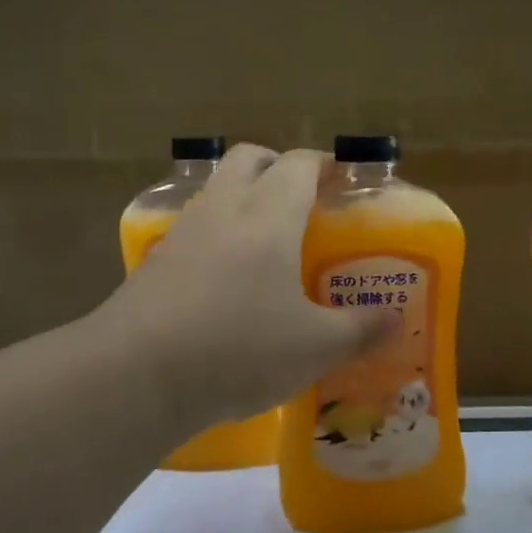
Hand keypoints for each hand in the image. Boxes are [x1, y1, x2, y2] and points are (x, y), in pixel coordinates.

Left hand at [95, 145, 394, 432]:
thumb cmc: (238, 348)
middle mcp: (223, 209)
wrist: (136, 374)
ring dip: (243, 197)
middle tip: (303, 199)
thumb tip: (395, 319)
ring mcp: (183, 231)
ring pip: (217, 190)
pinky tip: (226, 277)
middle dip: (278, 166)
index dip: (324, 164)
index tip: (342, 178)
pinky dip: (216, 234)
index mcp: (268, 215)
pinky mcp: (155, 260)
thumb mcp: (314, 348)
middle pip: (249, 158)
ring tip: (266, 240)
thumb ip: (360, 330)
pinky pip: (194, 227)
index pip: (299, 165)